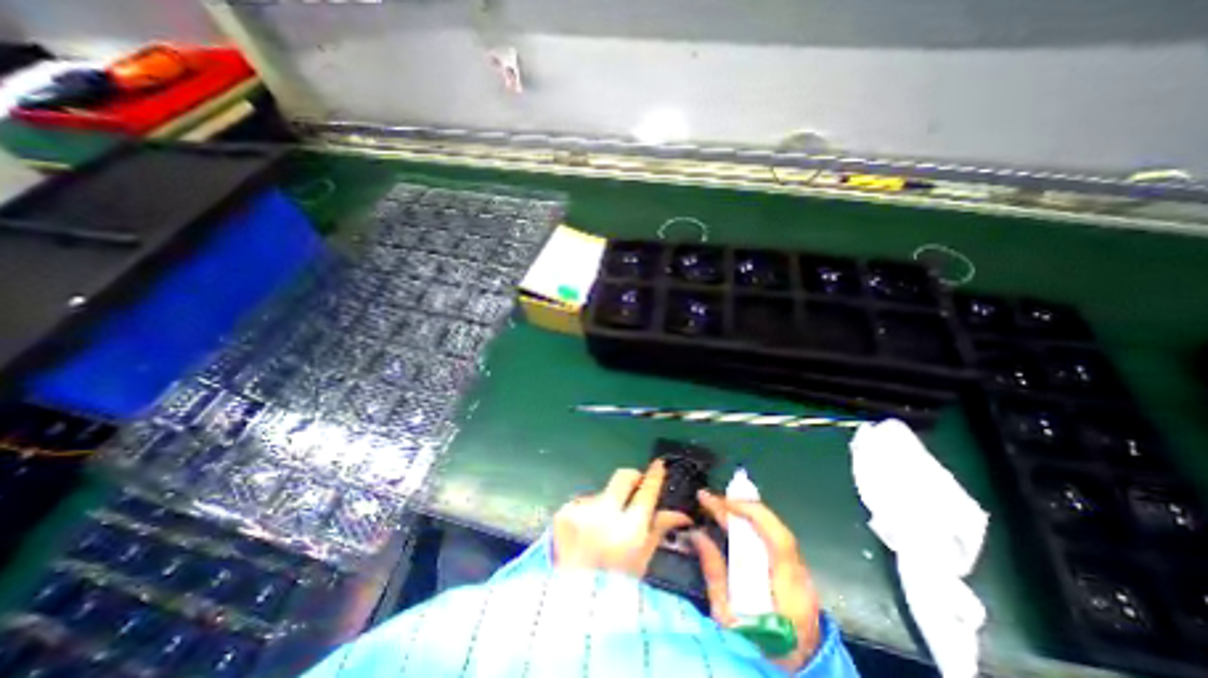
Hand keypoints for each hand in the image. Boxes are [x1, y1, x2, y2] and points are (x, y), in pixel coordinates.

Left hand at [550, 462, 694, 577]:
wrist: (571, 607)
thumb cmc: (615, 588)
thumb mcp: (642, 560)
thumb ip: (658, 529)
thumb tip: (681, 513)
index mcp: (630, 531)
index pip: (646, 491)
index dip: (654, 475)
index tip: (658, 464)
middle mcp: (605, 515)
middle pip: (623, 476)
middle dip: (632, 477)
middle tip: (635, 486)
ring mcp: (581, 512)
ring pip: (602, 491)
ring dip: (607, 502)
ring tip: (603, 529)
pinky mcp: (563, 514)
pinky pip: (582, 502)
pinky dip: (587, 512)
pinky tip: (584, 533)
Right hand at [693, 492, 825, 672]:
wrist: (796, 669)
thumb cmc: (757, 646)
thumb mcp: (728, 618)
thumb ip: (714, 575)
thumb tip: (697, 535)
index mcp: (787, 589)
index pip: (777, 538)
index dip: (751, 513)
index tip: (722, 502)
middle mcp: (798, 574)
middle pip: (775, 528)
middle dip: (742, 507)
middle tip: (710, 497)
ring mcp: (800, 571)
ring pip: (775, 529)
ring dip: (746, 512)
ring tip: (718, 503)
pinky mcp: (795, 569)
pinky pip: (773, 536)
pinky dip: (753, 522)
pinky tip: (736, 517)